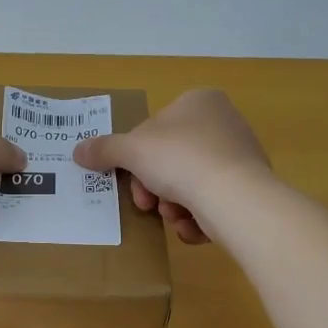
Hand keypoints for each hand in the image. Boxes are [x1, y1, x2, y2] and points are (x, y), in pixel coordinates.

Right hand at [72, 90, 270, 243]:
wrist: (235, 198)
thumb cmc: (181, 159)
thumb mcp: (132, 150)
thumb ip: (104, 149)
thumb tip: (78, 151)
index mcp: (198, 101)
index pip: (154, 128)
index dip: (136, 157)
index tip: (130, 178)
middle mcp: (223, 122)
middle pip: (169, 159)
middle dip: (154, 187)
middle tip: (147, 204)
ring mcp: (240, 156)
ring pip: (188, 184)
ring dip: (172, 205)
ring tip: (174, 216)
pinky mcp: (249, 189)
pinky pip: (211, 202)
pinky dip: (196, 217)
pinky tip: (192, 226)